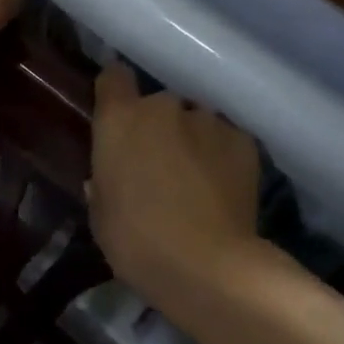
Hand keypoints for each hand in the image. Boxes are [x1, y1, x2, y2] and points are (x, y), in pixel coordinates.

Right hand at [89, 61, 260, 298]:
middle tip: (159, 162)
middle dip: (157, 126)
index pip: (114, 77)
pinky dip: (221, 155)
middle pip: (157, 104)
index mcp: (119, 119)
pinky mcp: (243, 140)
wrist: (209, 267)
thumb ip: (102, 184)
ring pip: (194, 121)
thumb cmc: (137, 241)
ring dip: (191, 139)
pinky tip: (222, 187)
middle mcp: (162, 106)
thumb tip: (106, 178)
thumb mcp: (100, 215)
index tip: (116, 113)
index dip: (115, 92)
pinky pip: (225, 139)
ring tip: (195, 178)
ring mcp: (206, 120)